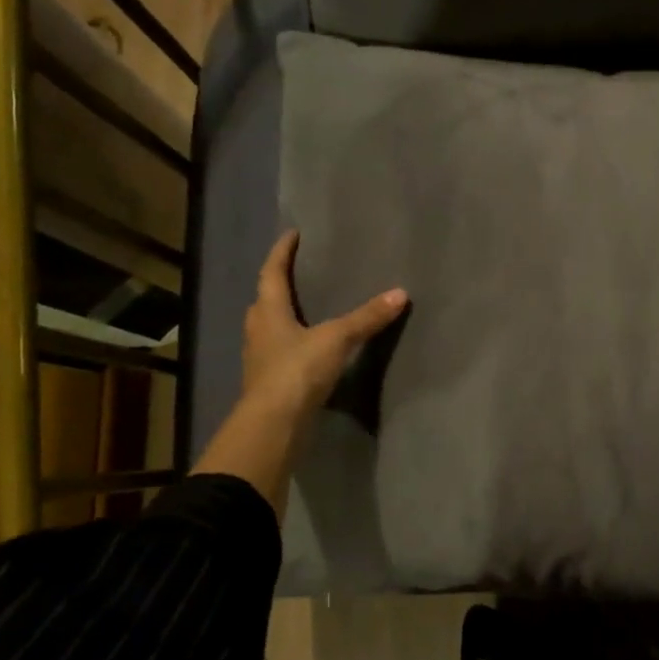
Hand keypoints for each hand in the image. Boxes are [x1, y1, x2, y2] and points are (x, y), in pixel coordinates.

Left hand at [192, 231, 405, 520]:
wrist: (273, 425)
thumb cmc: (297, 371)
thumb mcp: (336, 339)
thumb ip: (366, 318)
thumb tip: (400, 293)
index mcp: (268, 310)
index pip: (271, 271)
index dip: (282, 251)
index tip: (293, 234)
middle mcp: (258, 328)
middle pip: (266, 298)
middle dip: (281, 283)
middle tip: (303, 272)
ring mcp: (260, 356)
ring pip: (270, 326)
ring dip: (285, 314)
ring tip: (309, 307)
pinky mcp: (268, 380)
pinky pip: (279, 350)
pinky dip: (293, 342)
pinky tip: (310, 347)